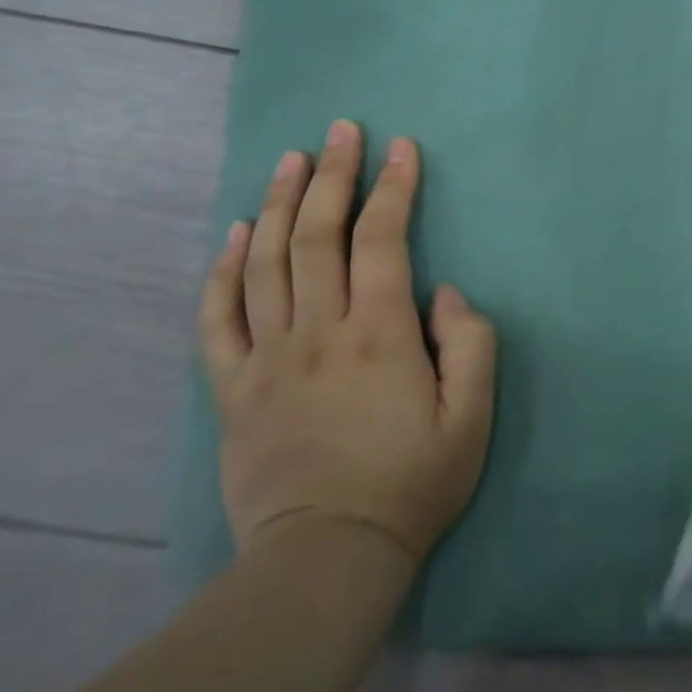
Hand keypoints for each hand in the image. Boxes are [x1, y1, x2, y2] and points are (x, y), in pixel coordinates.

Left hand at [199, 121, 496, 565]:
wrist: (325, 562)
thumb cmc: (411, 483)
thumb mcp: (472, 416)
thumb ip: (471, 341)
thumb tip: (442, 291)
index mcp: (378, 332)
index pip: (381, 238)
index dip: (392, 186)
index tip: (401, 147)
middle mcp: (318, 330)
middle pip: (318, 234)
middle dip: (333, 174)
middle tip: (342, 129)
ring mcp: (268, 358)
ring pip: (266, 262)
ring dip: (280, 203)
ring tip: (291, 159)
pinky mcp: (234, 389)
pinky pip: (219, 318)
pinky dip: (223, 270)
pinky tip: (236, 232)